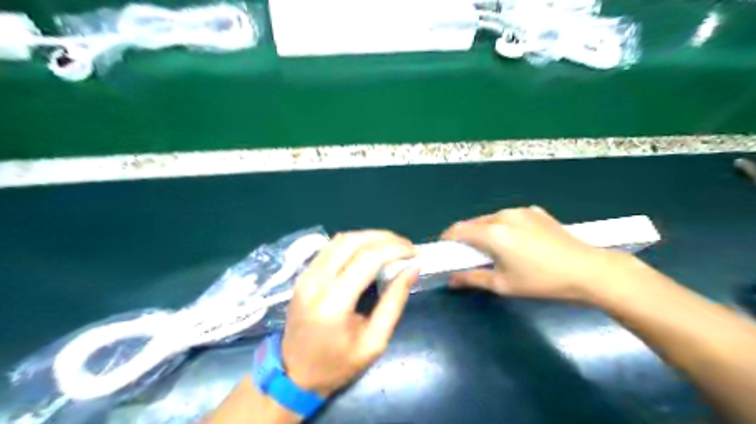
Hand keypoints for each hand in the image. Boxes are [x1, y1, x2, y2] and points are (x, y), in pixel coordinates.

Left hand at [280, 229, 419, 394]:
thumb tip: (411, 269)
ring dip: (369, 237)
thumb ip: (394, 302)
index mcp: (333, 303)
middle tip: (406, 246)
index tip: (414, 252)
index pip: (367, 259)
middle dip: (384, 237)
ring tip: (391, 245)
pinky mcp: (303, 274)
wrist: (294, 374)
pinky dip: (354, 242)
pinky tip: (370, 250)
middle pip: (352, 242)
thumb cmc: (337, 364)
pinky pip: (331, 247)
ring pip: (340, 239)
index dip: (394, 249)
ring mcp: (306, 275)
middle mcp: (315, 282)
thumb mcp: (374, 342)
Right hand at [441, 205, 622, 300]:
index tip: (447, 251)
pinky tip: (518, 243)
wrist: (588, 270)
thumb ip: (473, 278)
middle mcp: (503, 215)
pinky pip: (509, 217)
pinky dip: (504, 227)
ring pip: (491, 219)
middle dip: (467, 237)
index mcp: (492, 232)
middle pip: (473, 223)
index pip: (457, 230)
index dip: (448, 239)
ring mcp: (520, 211)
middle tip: (472, 255)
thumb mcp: (504, 284)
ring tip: (496, 250)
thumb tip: (452, 280)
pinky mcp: (535, 211)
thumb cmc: (541, 281)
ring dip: (485, 231)